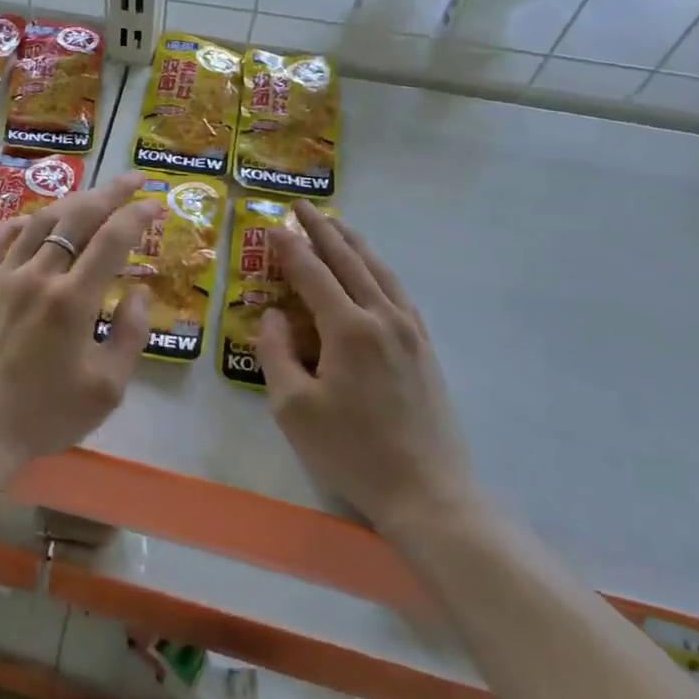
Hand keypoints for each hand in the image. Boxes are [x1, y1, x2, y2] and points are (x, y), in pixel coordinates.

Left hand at [0, 173, 158, 476]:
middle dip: (109, 192)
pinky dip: (18, 224)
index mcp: (72, 300)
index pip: (112, 239)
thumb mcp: (106, 389)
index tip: (155, 202)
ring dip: (69, 203)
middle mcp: (36, 276)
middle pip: (77, 217)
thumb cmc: (45, 416)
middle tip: (131, 178)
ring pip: (38, 222)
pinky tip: (30, 224)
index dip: (137, 215)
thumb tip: (141, 292)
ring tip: (90, 197)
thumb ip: (130, 335)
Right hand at [256, 204, 477, 536]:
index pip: (312, 273)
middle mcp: (382, 318)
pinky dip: (378, 270)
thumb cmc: (351, 451)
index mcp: (348, 329)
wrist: (427, 492)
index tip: (271, 225)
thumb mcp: (293, 407)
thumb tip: (272, 314)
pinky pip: (398, 292)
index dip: (289, 247)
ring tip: (336, 223)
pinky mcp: (424, 348)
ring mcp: (409, 331)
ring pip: (379, 271)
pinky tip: (373, 270)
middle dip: (323, 230)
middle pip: (349, 261)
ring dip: (354, 243)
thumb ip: (275, 353)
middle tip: (301, 206)